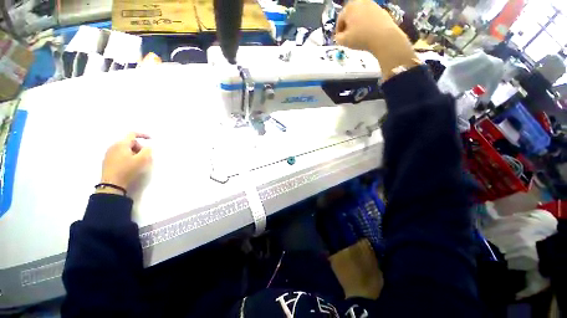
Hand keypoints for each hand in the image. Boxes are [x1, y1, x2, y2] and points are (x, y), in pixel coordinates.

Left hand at [100, 133, 151, 190]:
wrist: (112, 184)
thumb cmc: (128, 170)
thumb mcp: (142, 160)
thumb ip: (147, 151)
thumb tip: (147, 147)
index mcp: (121, 144)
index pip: (132, 134)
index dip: (143, 135)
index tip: (151, 139)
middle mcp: (113, 146)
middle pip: (129, 142)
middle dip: (139, 147)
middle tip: (145, 156)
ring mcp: (109, 153)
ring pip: (124, 149)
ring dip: (133, 152)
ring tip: (138, 162)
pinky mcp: (107, 160)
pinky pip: (120, 154)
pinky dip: (127, 156)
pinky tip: (130, 165)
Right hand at [335, 0, 418, 80]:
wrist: (383, 36)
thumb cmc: (360, 38)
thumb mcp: (344, 41)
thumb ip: (337, 38)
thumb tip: (338, 36)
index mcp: (349, 7)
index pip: (339, 20)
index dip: (338, 31)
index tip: (339, 39)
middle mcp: (360, 2)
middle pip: (350, 15)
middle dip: (347, 26)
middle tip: (347, 37)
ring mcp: (371, 4)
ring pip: (359, 16)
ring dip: (357, 25)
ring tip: (357, 36)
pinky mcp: (380, 9)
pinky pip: (369, 17)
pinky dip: (366, 24)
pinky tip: (367, 33)